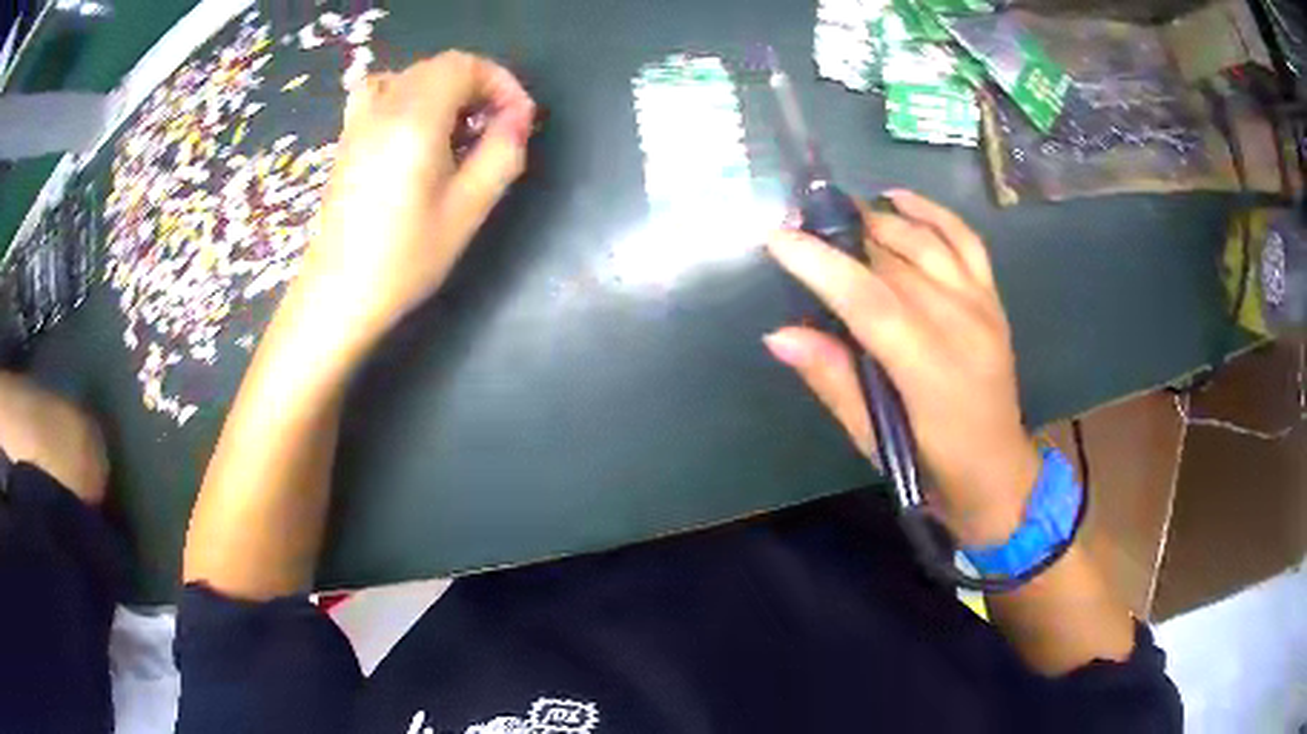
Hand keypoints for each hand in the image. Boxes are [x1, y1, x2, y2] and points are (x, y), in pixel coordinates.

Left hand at [296, 51, 535, 346]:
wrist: (338, 296)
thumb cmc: (404, 259)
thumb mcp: (468, 210)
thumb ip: (502, 154)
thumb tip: (518, 119)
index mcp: (414, 119)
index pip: (464, 66)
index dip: (501, 83)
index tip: (519, 121)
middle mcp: (383, 107)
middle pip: (438, 67)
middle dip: (478, 86)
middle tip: (498, 129)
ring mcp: (358, 121)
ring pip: (411, 76)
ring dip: (445, 90)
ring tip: (459, 129)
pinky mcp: (347, 139)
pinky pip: (381, 92)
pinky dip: (408, 95)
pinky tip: (415, 129)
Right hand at [764, 190, 1039, 546]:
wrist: (998, 472)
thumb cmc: (933, 467)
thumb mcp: (875, 440)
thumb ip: (833, 381)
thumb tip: (779, 335)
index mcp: (930, 370)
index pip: (870, 301)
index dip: (821, 265)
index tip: (777, 239)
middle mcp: (961, 324)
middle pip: (894, 261)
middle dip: (841, 235)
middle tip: (798, 223)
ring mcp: (981, 305)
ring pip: (925, 241)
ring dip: (878, 218)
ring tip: (838, 211)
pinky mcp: (992, 298)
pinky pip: (965, 239)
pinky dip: (932, 211)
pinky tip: (899, 198)